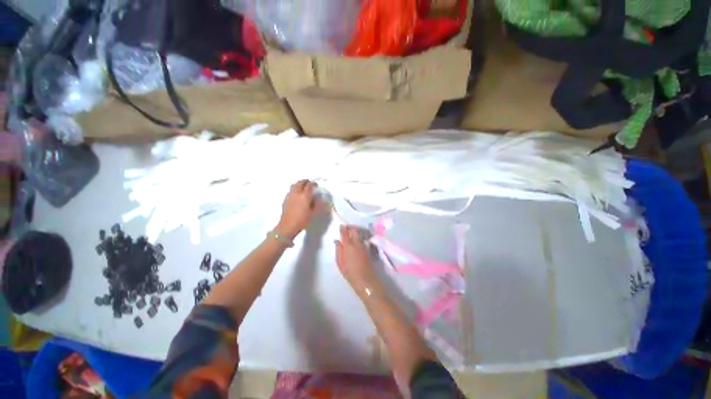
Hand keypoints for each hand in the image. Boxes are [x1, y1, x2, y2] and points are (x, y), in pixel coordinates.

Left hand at [275, 180, 323, 239]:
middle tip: (309, 183)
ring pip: (294, 185)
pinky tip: (297, 194)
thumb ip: (316, 204)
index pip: (309, 186)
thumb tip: (318, 197)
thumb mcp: (313, 213)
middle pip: (300, 182)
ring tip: (303, 187)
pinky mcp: (285, 199)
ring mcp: (290, 195)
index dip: (313, 184)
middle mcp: (296, 193)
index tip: (316, 185)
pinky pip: (291, 190)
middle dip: (305, 181)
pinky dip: (295, 188)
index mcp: (305, 196)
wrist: (287, 226)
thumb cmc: (302, 220)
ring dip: (299, 184)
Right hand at [336, 225, 379, 296]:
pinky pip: (363, 239)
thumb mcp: (340, 262)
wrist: (364, 278)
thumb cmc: (349, 272)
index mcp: (348, 246)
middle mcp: (357, 243)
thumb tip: (337, 241)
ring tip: (352, 232)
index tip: (341, 226)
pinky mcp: (368, 249)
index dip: (343, 229)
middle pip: (354, 231)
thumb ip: (338, 250)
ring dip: (356, 231)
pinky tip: (358, 240)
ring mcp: (363, 245)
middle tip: (347, 228)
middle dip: (351, 227)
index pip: (345, 233)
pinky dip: (360, 237)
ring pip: (360, 234)